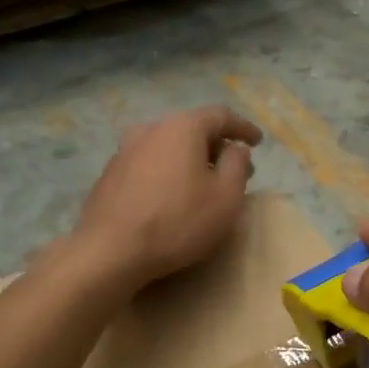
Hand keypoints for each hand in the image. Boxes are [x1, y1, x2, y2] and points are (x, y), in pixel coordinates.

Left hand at [71, 106, 262, 289]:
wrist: (110, 251)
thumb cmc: (178, 221)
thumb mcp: (226, 196)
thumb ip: (237, 165)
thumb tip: (235, 148)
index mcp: (182, 127)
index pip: (221, 116)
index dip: (243, 128)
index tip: (258, 142)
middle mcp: (151, 129)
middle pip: (192, 129)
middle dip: (217, 147)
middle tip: (236, 169)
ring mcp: (125, 150)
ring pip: (168, 147)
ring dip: (190, 160)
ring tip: (204, 184)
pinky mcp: (110, 174)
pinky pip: (149, 165)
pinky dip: (168, 173)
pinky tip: (173, 196)